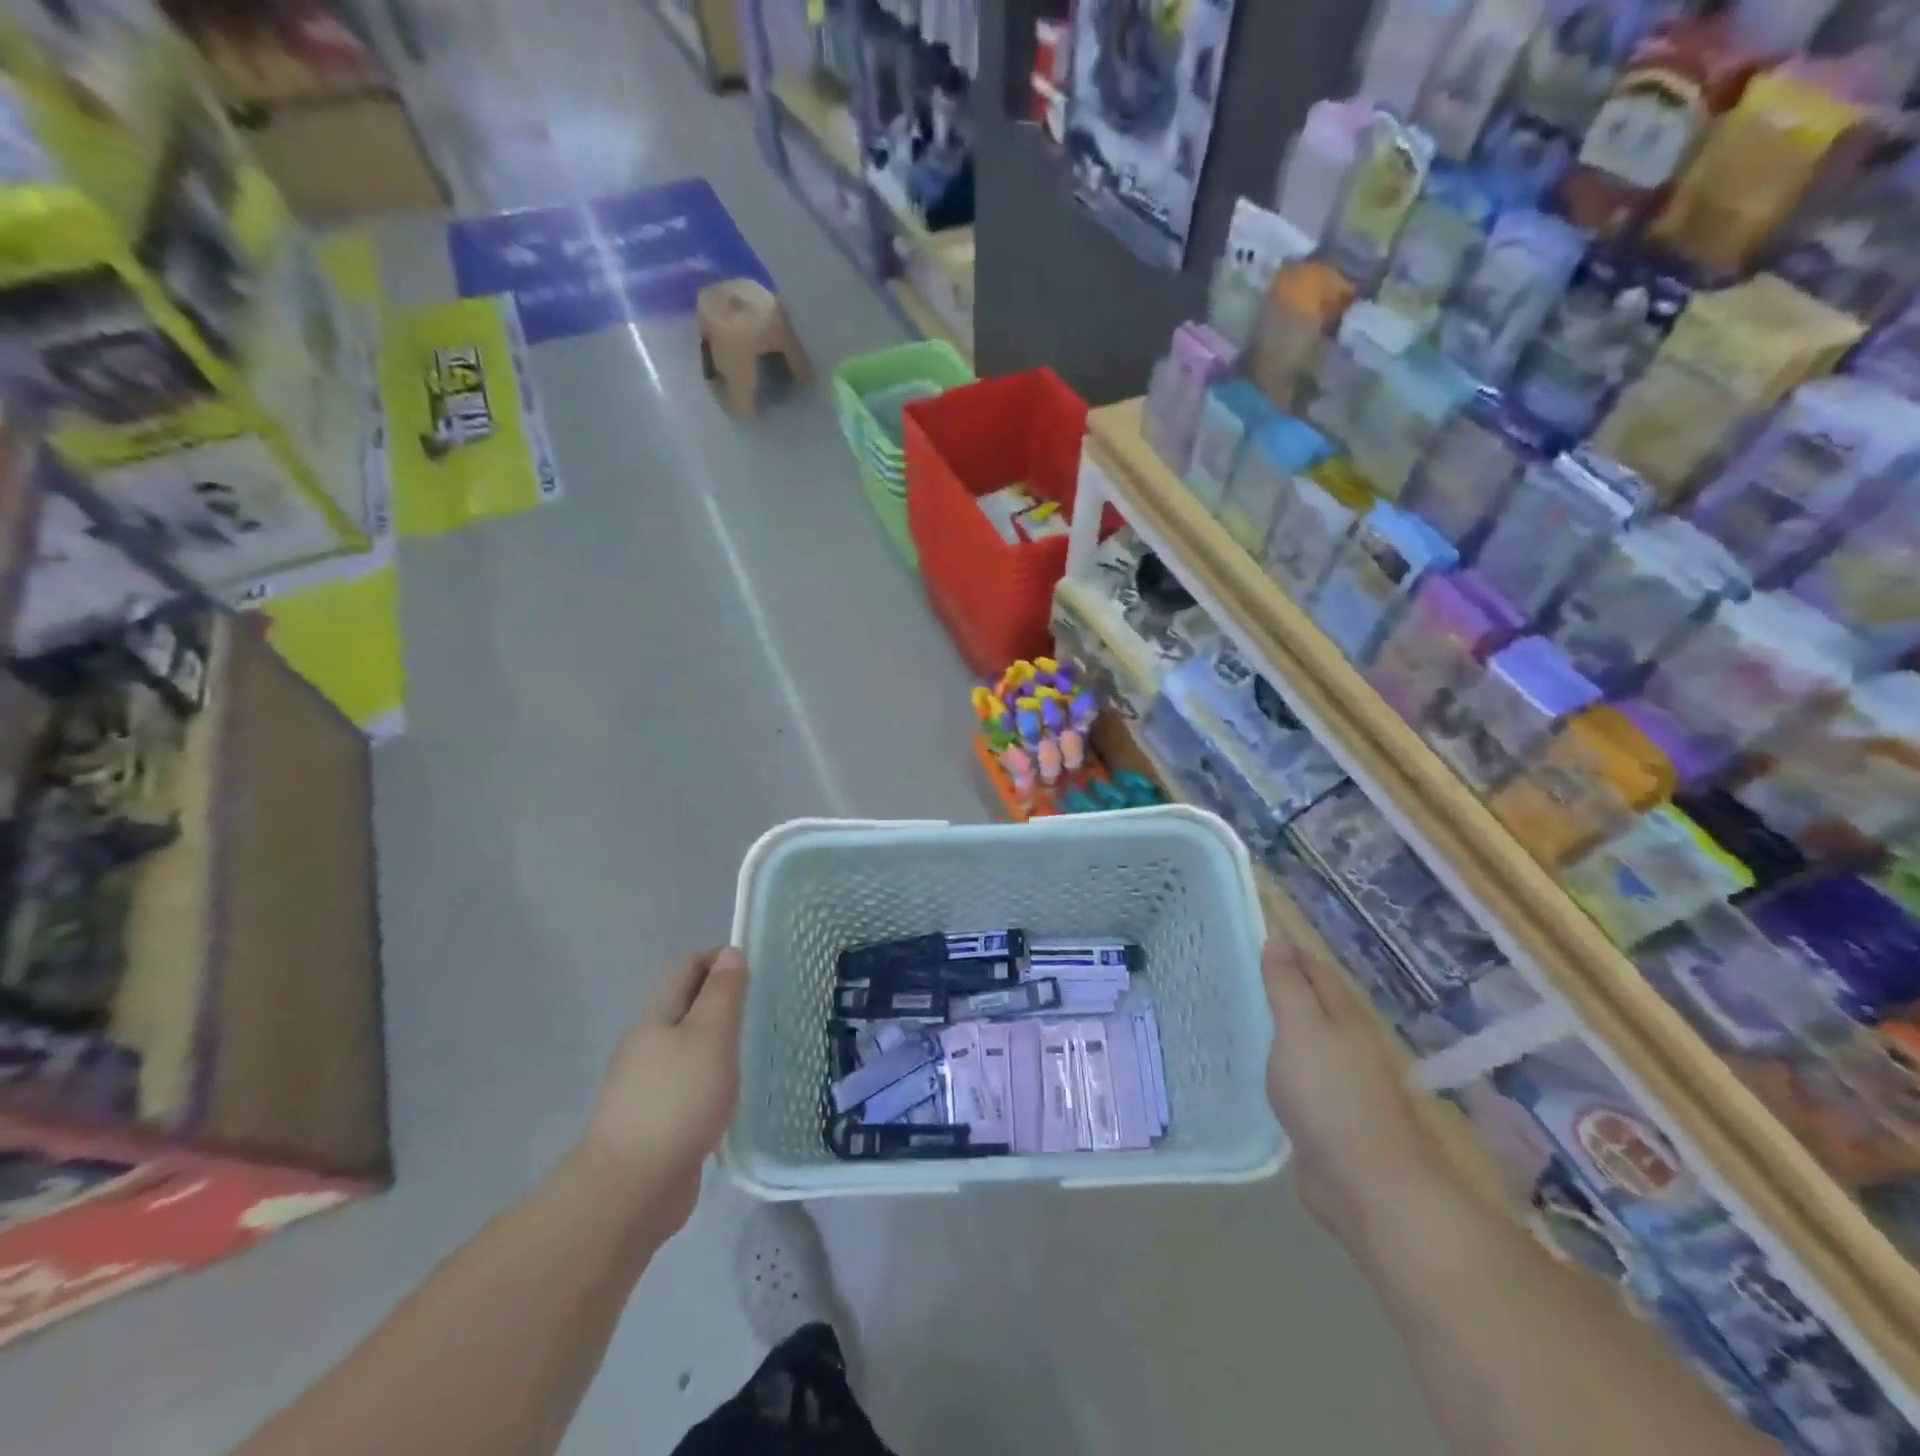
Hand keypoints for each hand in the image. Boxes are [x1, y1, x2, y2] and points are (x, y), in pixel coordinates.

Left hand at [578, 947, 747, 1233]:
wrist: (630, 1190)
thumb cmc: (677, 1100)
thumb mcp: (710, 1036)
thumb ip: (723, 993)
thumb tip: (729, 952)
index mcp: (657, 1017)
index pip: (687, 968)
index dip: (719, 959)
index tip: (756, 968)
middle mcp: (646, 1045)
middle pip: (685, 1006)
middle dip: (721, 1000)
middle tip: (762, 1009)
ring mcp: (646, 1086)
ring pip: (687, 1048)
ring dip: (717, 1042)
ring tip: (754, 1050)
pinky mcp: (654, 1123)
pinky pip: (687, 1085)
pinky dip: (711, 1080)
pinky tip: (731, 1097)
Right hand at [1263, 940, 1454, 1249]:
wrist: (1368, 1186)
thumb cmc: (1331, 1096)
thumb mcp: (1301, 1028)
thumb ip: (1287, 985)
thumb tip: (1279, 936)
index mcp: (1343, 1017)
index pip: (1314, 970)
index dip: (1288, 950)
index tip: (1253, 933)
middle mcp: (1345, 1045)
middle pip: (1312, 1005)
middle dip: (1281, 986)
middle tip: (1234, 969)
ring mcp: (1338, 1085)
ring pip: (1302, 1043)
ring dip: (1278, 1027)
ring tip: (1236, 1011)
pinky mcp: (1324, 1120)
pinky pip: (1294, 1080)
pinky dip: (1276, 1066)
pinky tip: (1252, 1068)